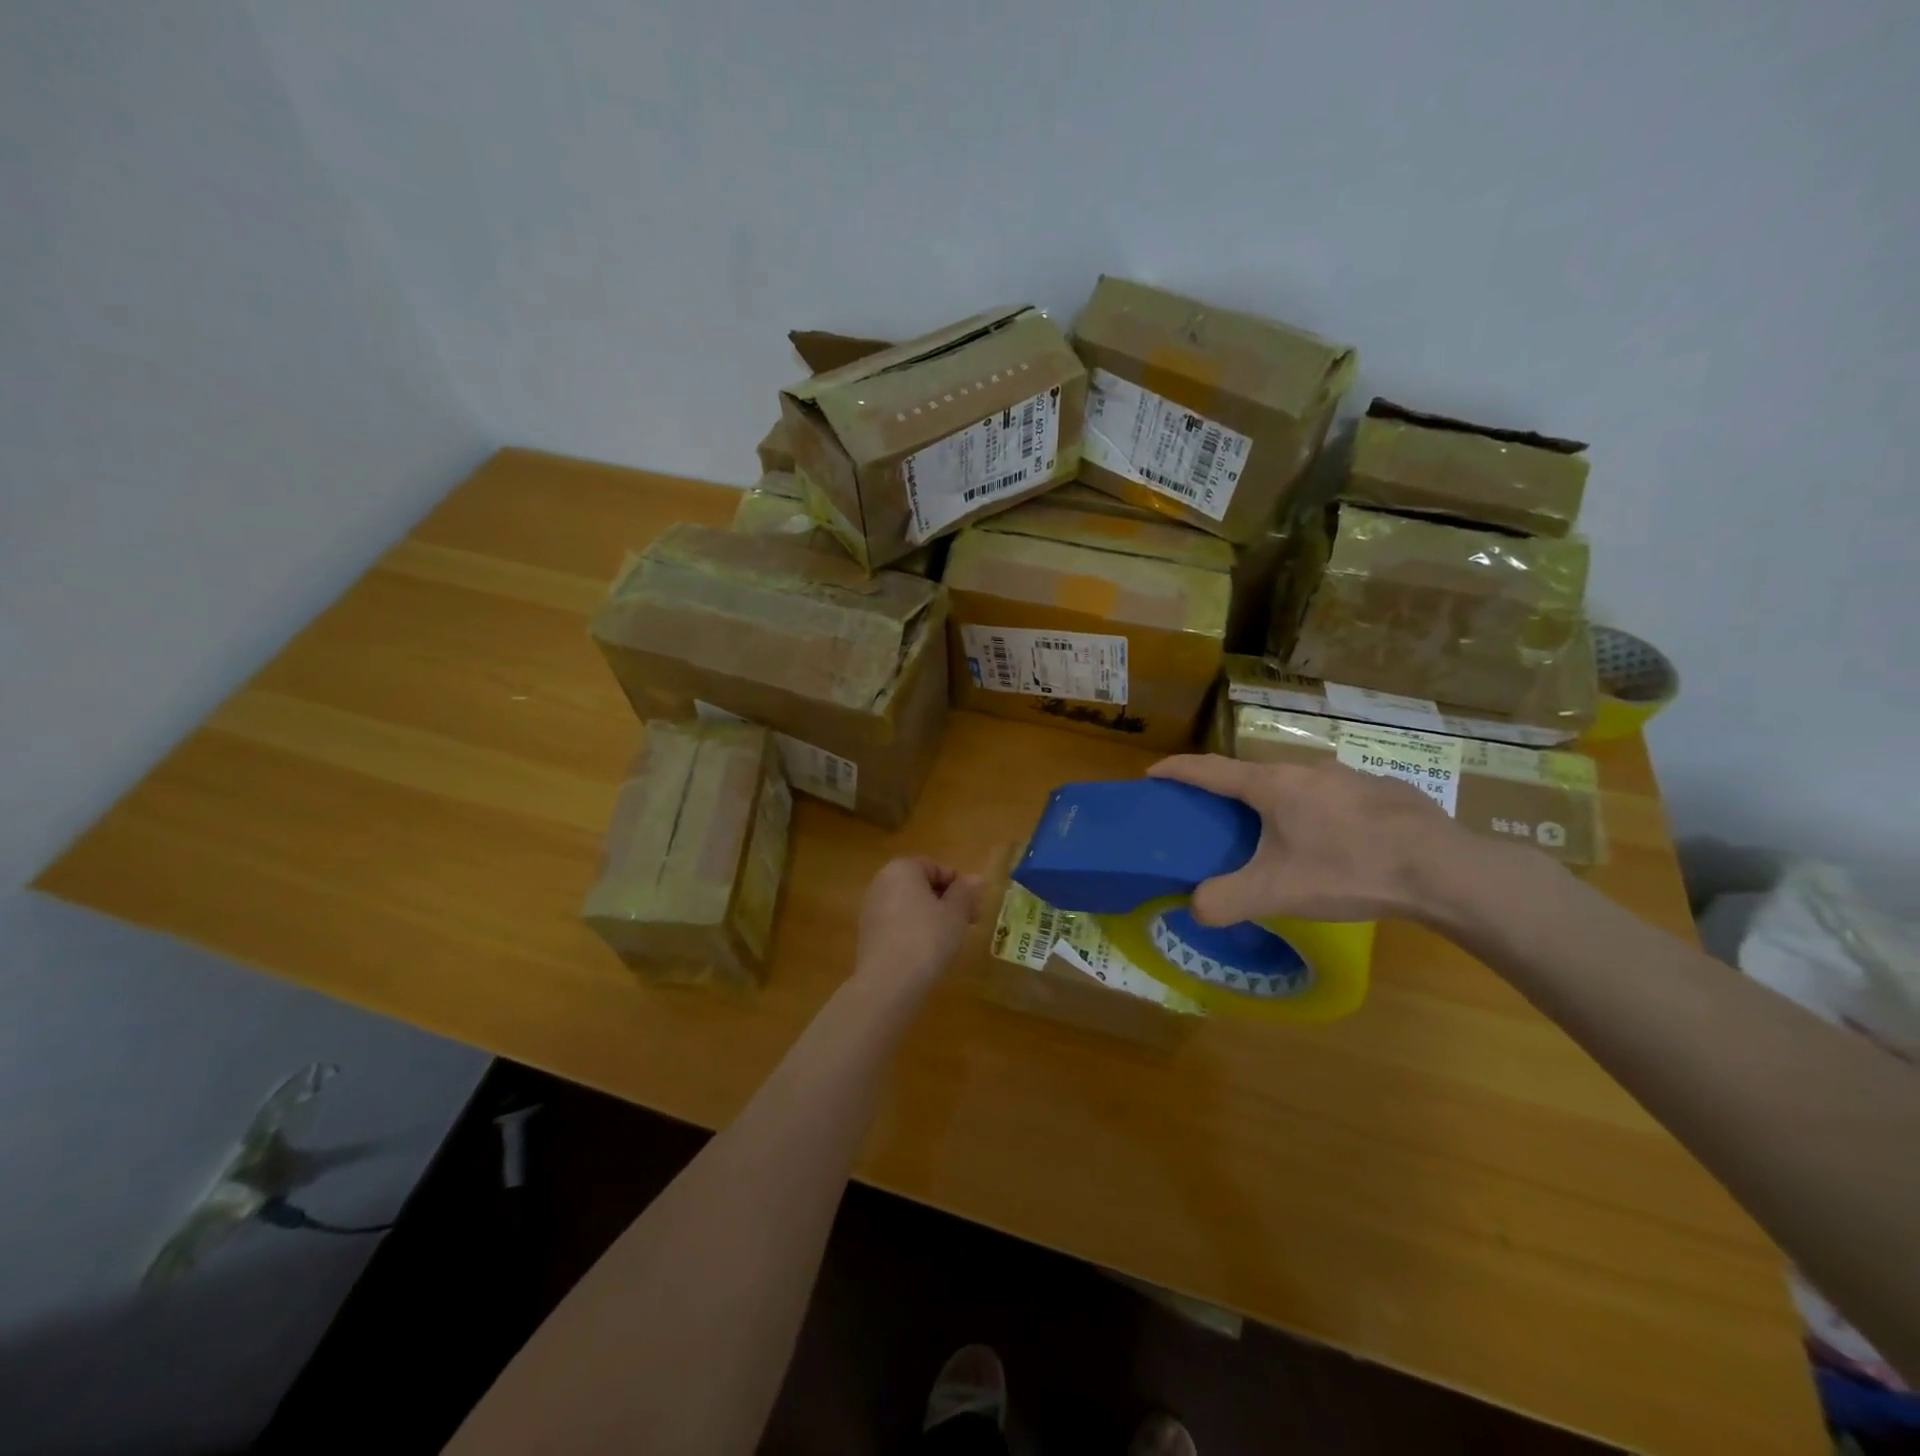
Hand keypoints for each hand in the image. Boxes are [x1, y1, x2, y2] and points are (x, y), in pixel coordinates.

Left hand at [854, 857, 983, 989]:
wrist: (888, 984)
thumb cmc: (927, 939)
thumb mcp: (956, 914)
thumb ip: (965, 892)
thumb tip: (976, 879)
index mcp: (901, 869)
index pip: (936, 867)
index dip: (959, 886)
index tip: (974, 908)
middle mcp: (881, 882)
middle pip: (921, 885)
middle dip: (946, 902)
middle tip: (967, 924)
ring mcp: (871, 909)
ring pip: (910, 906)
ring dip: (931, 917)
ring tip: (949, 941)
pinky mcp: (867, 934)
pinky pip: (897, 924)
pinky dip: (914, 932)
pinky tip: (926, 953)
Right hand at [1148, 753, 1484, 925]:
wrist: (1446, 870)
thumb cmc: (1349, 870)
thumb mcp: (1277, 892)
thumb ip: (1226, 901)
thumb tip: (1195, 908)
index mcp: (1271, 785)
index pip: (1208, 769)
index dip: (1176, 770)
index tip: (1152, 773)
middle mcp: (1305, 769)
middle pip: (1250, 774)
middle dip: (1225, 791)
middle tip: (1212, 818)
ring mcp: (1347, 775)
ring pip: (1294, 784)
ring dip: (1273, 802)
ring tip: (1272, 835)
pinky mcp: (1380, 791)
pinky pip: (1330, 796)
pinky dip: (1313, 811)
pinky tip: (1331, 843)